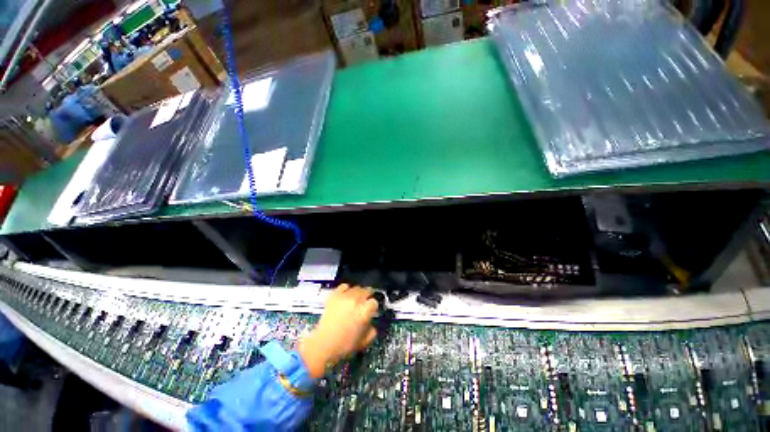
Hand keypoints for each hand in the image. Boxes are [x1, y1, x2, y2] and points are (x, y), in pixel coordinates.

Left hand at [298, 285, 378, 377]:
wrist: (322, 344)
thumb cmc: (344, 345)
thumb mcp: (363, 342)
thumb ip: (372, 332)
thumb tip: (372, 325)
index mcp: (364, 312)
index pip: (374, 302)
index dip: (373, 307)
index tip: (371, 311)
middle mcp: (356, 301)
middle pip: (366, 291)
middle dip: (367, 296)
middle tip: (364, 303)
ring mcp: (345, 297)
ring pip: (357, 288)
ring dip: (358, 292)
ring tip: (355, 299)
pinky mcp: (334, 295)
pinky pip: (344, 286)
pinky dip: (346, 289)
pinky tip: (345, 295)